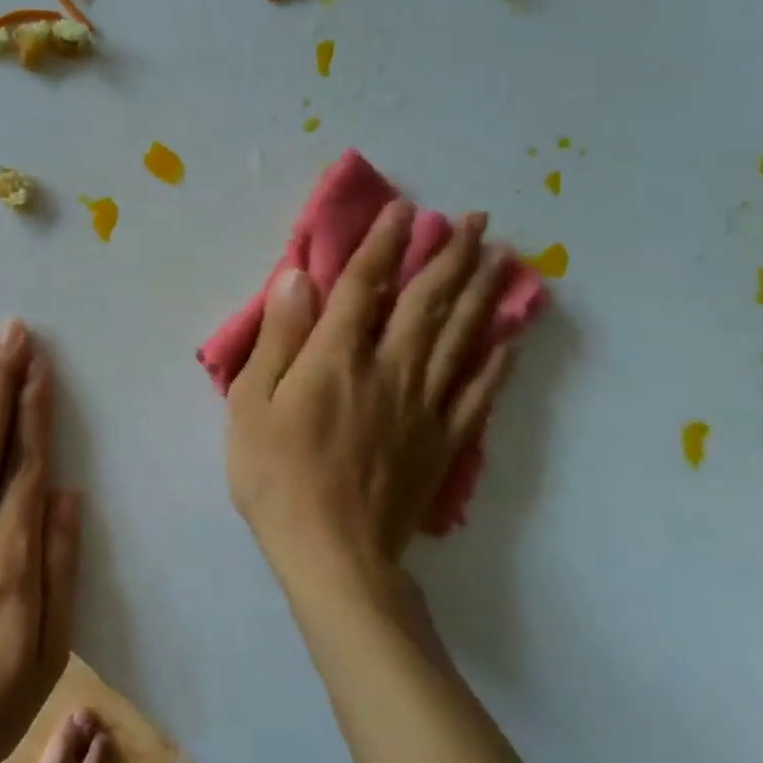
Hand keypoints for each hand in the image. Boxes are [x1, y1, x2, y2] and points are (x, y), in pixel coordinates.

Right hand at [225, 203, 514, 597]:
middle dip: (449, 255)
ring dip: (481, 291)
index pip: (365, 286)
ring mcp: (424, 405)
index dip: (383, 244)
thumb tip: (298, 277)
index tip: (403, 209)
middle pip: (426, 302)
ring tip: (502, 255)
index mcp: (337, 358)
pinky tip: (511, 337)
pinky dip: (497, 361)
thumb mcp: (251, 403)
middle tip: (473, 219)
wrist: (332, 553)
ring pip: (460, 337)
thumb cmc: (275, 475)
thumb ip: (279, 338)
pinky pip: (478, 392)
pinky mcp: (443, 441)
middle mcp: (389, 369)